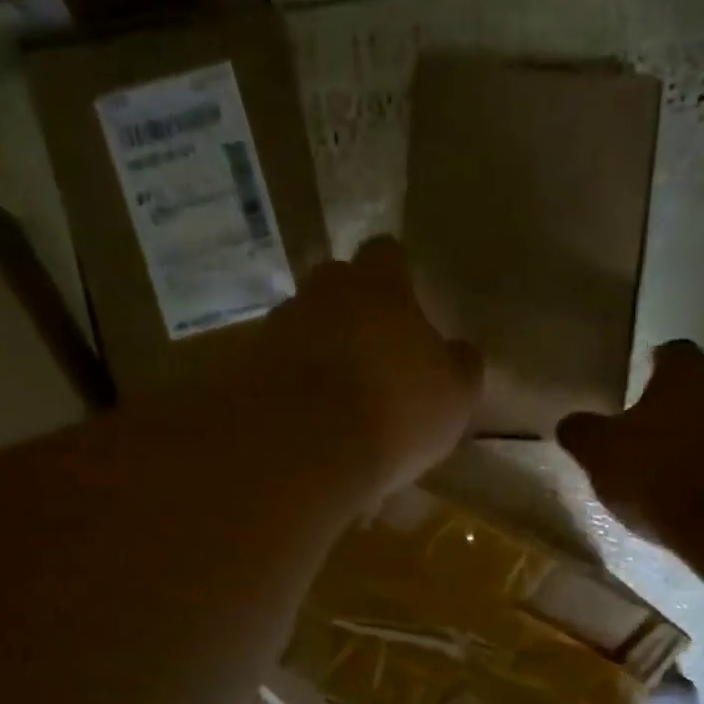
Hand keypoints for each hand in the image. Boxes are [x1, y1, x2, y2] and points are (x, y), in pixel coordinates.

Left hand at [249, 237, 482, 495]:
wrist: (304, 450)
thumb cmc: (395, 410)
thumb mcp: (453, 395)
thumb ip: (459, 365)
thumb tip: (458, 351)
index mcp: (377, 285)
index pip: (387, 253)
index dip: (397, 276)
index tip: (406, 304)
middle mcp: (321, 293)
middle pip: (335, 285)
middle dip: (350, 309)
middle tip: (369, 349)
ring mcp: (276, 327)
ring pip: (302, 325)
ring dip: (316, 348)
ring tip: (333, 394)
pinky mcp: (244, 367)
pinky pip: (275, 366)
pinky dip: (288, 383)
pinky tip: (304, 419)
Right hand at [557, 341, 703, 543]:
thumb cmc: (662, 470)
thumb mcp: (601, 453)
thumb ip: (583, 433)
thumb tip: (569, 423)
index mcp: (684, 373)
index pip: (672, 352)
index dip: (657, 363)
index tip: (644, 375)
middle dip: (687, 395)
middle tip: (660, 417)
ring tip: (675, 459)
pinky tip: (698, 488)